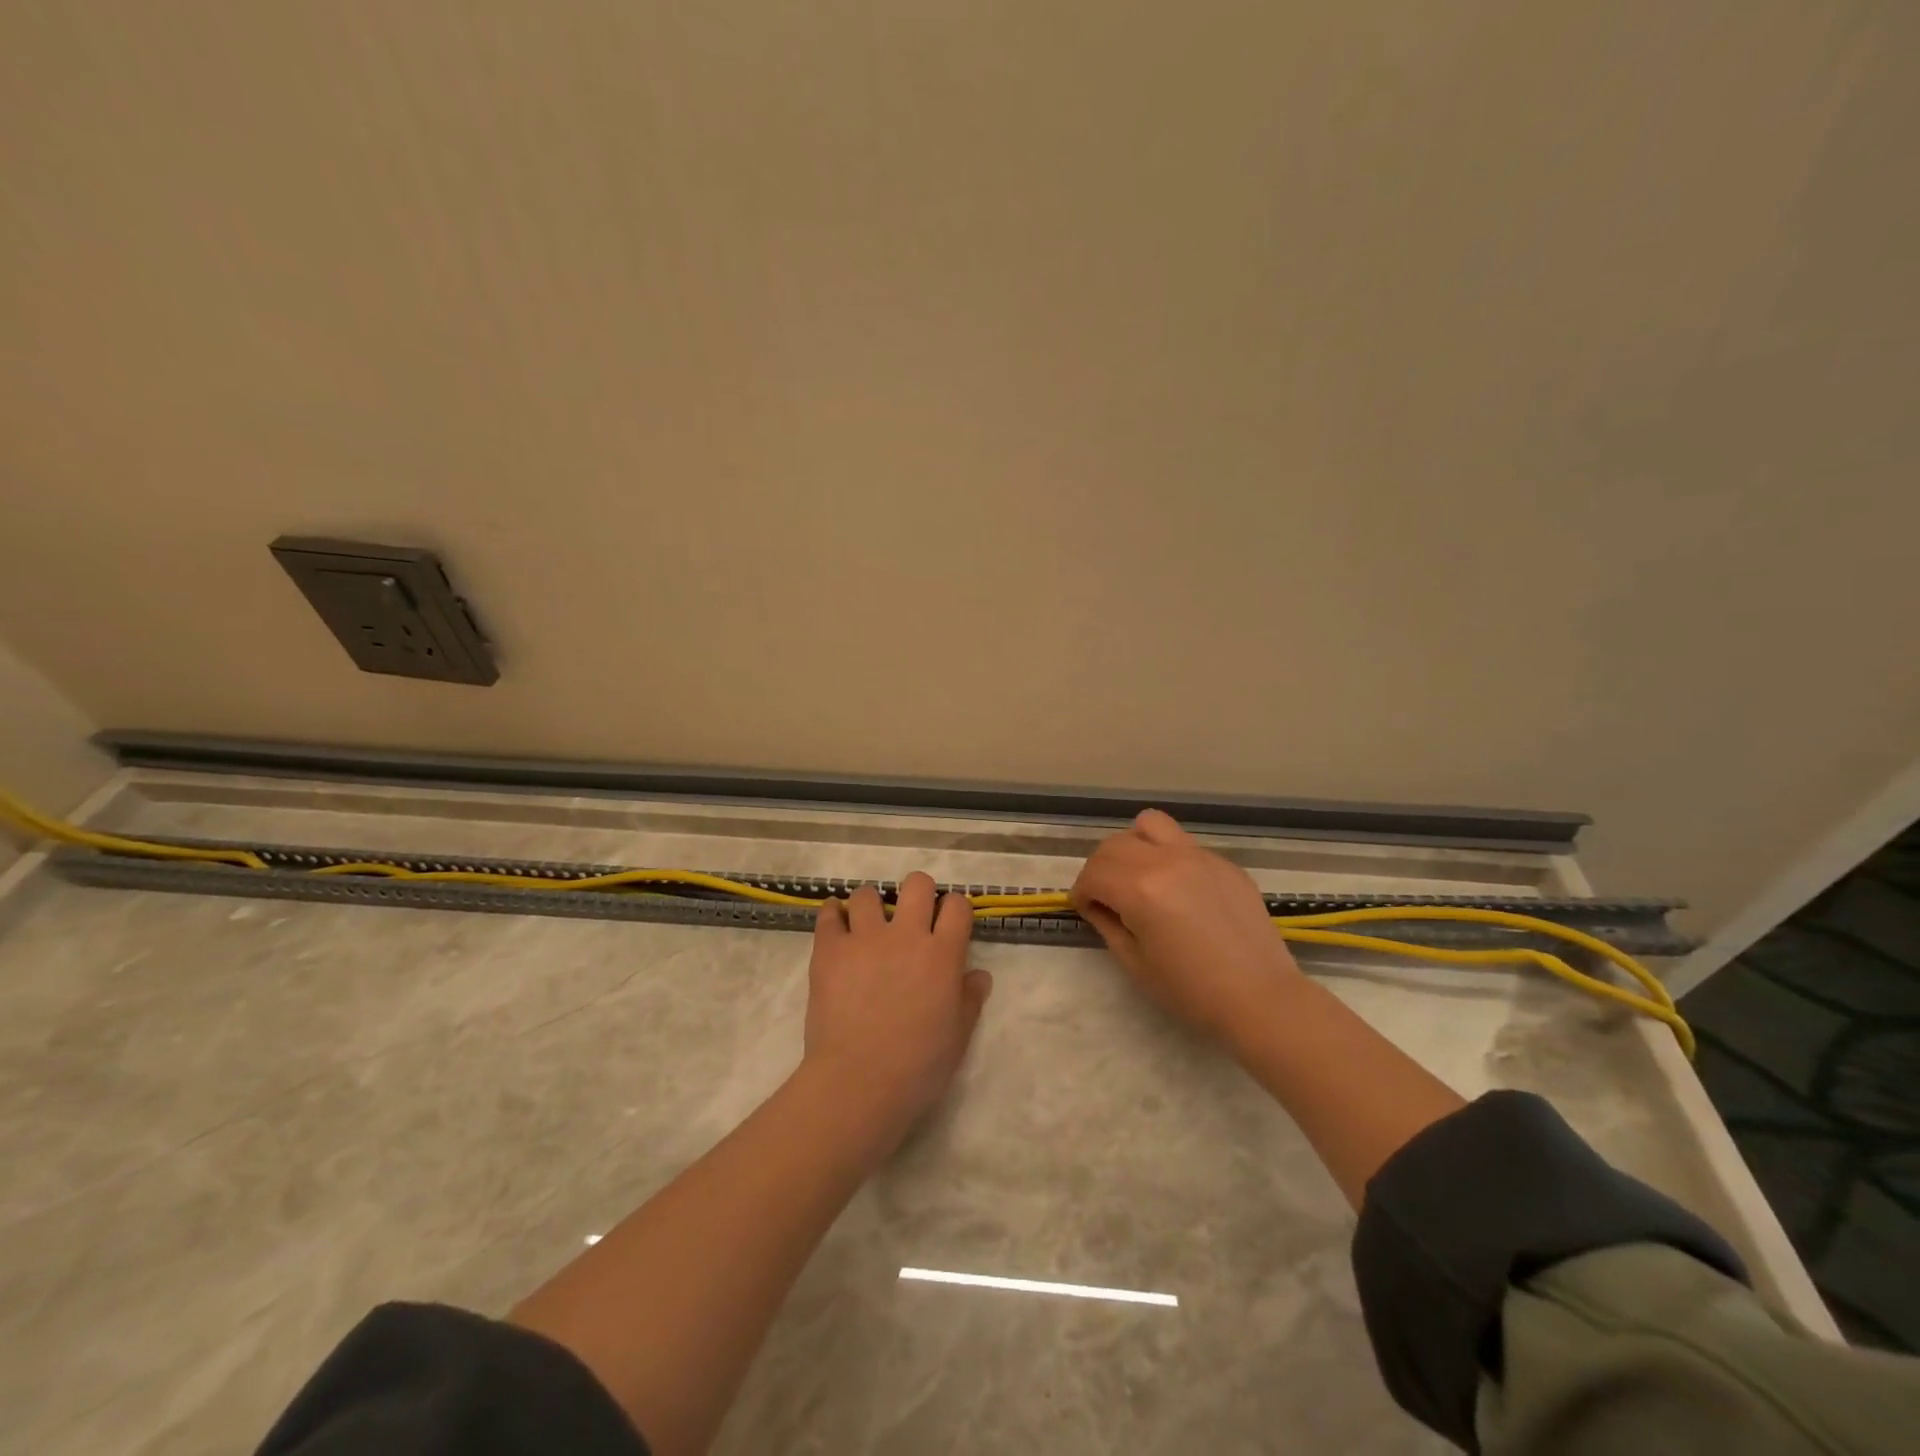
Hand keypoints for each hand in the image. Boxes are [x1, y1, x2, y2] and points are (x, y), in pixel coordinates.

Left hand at [801, 873, 991, 1153]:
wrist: (859, 1082)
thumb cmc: (918, 1066)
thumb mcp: (958, 1036)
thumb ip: (969, 999)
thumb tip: (979, 975)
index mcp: (943, 954)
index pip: (957, 906)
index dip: (955, 909)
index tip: (948, 922)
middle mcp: (907, 935)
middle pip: (917, 884)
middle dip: (918, 893)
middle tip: (911, 916)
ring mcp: (865, 938)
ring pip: (867, 894)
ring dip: (871, 904)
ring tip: (867, 924)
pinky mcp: (830, 949)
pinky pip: (828, 915)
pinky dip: (832, 914)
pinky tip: (835, 923)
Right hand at [1071, 809, 1304, 1047]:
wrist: (1260, 998)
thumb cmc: (1191, 991)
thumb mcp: (1135, 963)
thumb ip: (1108, 924)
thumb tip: (1096, 904)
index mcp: (1140, 888)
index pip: (1093, 873)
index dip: (1080, 891)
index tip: (1084, 908)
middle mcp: (1167, 860)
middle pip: (1115, 845)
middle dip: (1100, 868)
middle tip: (1106, 896)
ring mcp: (1199, 856)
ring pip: (1150, 825)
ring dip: (1133, 846)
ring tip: (1139, 876)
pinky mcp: (1224, 863)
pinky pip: (1183, 844)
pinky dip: (1168, 857)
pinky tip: (1180, 892)